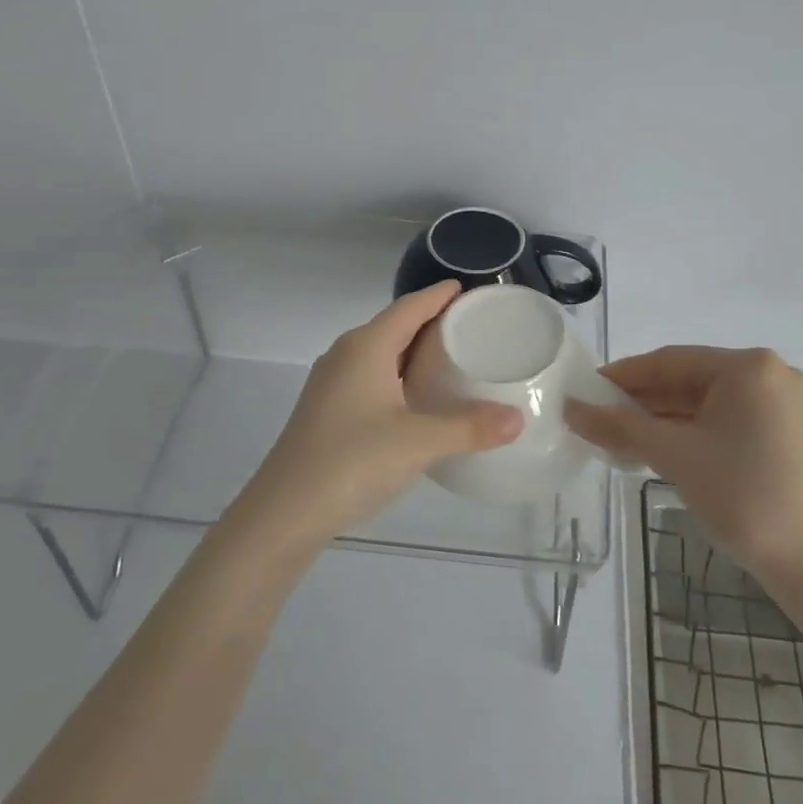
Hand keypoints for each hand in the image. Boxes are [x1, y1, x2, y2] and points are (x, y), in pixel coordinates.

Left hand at [232, 282, 523, 550]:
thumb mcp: (419, 443)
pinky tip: (417, 400)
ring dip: (414, 352)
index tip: (469, 290)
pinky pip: (371, 377)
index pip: (409, 306)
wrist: (284, 513)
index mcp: (366, 347)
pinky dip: (399, 377)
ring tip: (452, 360)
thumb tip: (518, 419)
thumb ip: (470, 428)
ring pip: (381, 354)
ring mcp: (331, 384)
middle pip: (394, 326)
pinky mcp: (327, 411)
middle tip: (472, 328)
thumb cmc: (352, 462)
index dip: (439, 295)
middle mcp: (346, 355)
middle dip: (431, 322)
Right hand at [567, 346, 802, 583]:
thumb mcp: (673, 455)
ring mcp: (782, 404)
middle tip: (598, 418)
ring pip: (707, 402)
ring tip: (620, 437)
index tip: (585, 390)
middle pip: (689, 379)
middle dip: (642, 401)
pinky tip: (659, 447)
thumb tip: (571, 409)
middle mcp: (770, 374)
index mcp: (748, 367)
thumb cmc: (742, 496)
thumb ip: (619, 426)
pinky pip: (727, 420)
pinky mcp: (787, 433)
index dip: (623, 376)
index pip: (670, 361)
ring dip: (664, 418)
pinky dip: (692, 431)